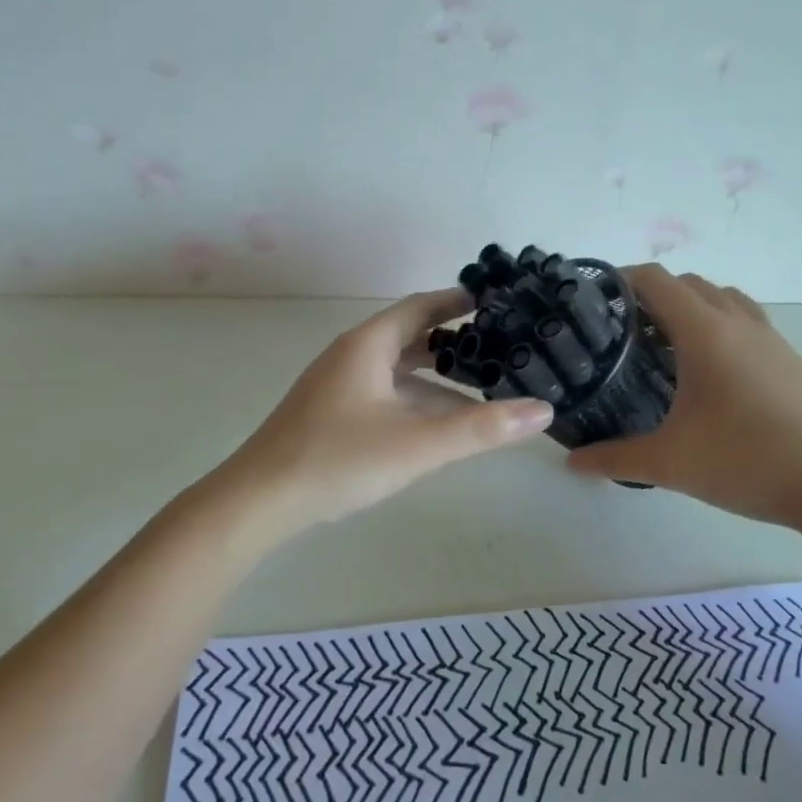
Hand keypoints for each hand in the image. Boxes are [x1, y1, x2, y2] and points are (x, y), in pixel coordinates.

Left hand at [214, 289, 553, 532]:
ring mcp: (338, 386)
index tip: (496, 300)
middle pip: (411, 336)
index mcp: (368, 345)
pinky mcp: (332, 414)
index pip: (421, 307)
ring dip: (437, 376)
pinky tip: (439, 424)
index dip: (458, 300)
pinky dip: (416, 400)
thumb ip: (482, 428)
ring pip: (398, 371)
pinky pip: (385, 394)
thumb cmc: (339, 459)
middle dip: (454, 341)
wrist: (259, 501)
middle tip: (500, 346)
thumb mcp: (418, 443)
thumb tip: (543, 410)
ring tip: (482, 387)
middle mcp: (352, 356)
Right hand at [566, 266, 801, 536]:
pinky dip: (718, 327)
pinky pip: (744, 322)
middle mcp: (738, 323)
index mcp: (706, 332)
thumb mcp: (671, 464)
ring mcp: (771, 339)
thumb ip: (615, 459)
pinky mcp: (791, 360)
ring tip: (664, 347)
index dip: (620, 280)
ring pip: (721, 299)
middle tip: (621, 332)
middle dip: (651, 296)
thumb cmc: (749, 462)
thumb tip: (572, 462)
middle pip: (688, 283)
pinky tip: (709, 374)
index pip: (655, 280)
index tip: (594, 302)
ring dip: (689, 308)